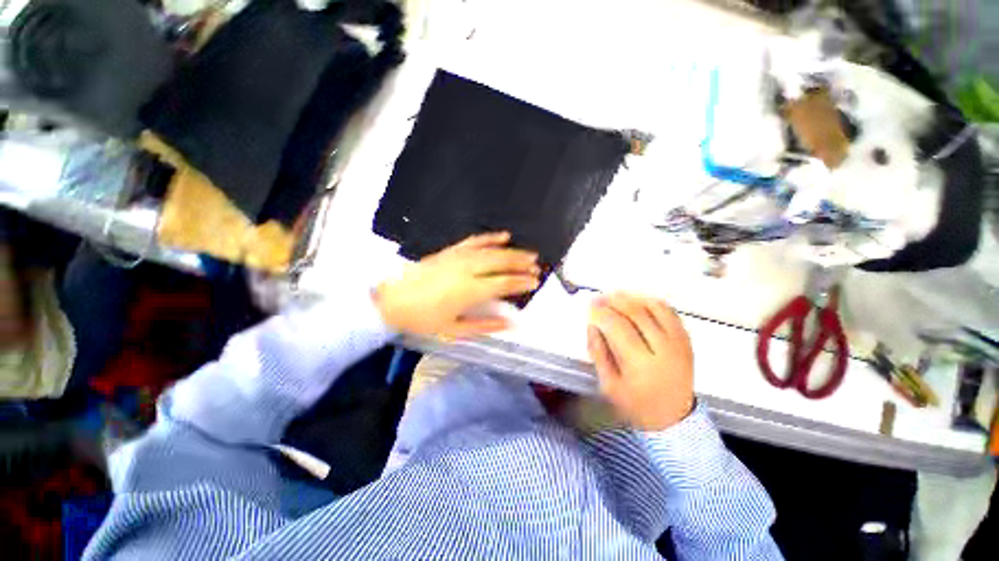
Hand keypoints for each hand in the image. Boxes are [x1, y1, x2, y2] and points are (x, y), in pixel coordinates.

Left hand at [375, 232, 539, 338]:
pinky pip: (474, 241)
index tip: (535, 282)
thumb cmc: (423, 319)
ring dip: (512, 251)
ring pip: (492, 250)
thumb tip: (510, 323)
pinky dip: (490, 238)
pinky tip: (503, 236)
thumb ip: (485, 326)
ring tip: (529, 253)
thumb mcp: (454, 330)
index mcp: (469, 290)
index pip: (504, 283)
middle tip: (537, 266)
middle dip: (522, 264)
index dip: (521, 282)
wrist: (392, 300)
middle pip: (501, 262)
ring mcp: (458, 257)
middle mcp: (467, 269)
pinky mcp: (450, 251)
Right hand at [587, 293, 694, 430]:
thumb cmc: (635, 404)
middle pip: (636, 313)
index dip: (601, 313)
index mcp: (641, 365)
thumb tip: (592, 324)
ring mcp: (679, 343)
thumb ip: (598, 352)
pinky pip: (669, 311)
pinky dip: (651, 301)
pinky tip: (637, 299)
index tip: (589, 307)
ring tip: (614, 295)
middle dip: (613, 301)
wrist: (673, 417)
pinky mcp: (686, 339)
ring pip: (654, 308)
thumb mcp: (608, 384)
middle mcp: (664, 349)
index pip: (617, 327)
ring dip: (631, 297)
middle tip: (599, 297)